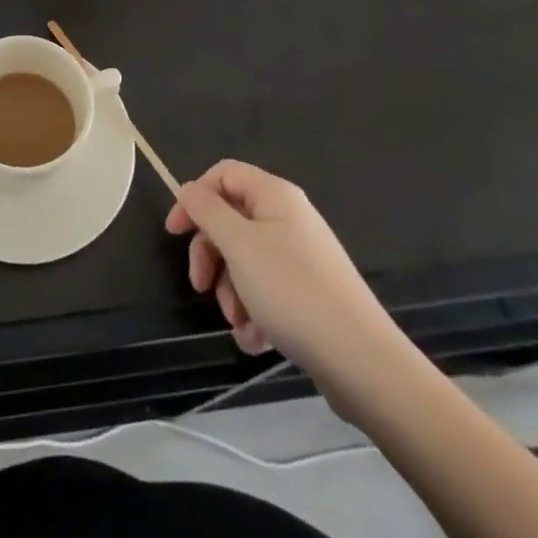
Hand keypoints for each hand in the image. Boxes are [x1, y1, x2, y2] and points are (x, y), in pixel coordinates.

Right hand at [167, 159, 407, 405]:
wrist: (362, 362)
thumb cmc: (292, 292)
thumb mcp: (239, 245)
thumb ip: (207, 210)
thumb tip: (189, 189)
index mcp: (274, 196)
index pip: (223, 175)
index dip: (194, 198)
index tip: (175, 233)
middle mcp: (289, 219)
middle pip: (231, 222)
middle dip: (212, 257)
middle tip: (201, 287)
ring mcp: (301, 258)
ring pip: (245, 262)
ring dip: (232, 292)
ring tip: (240, 323)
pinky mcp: (309, 294)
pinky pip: (267, 292)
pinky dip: (255, 313)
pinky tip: (257, 340)